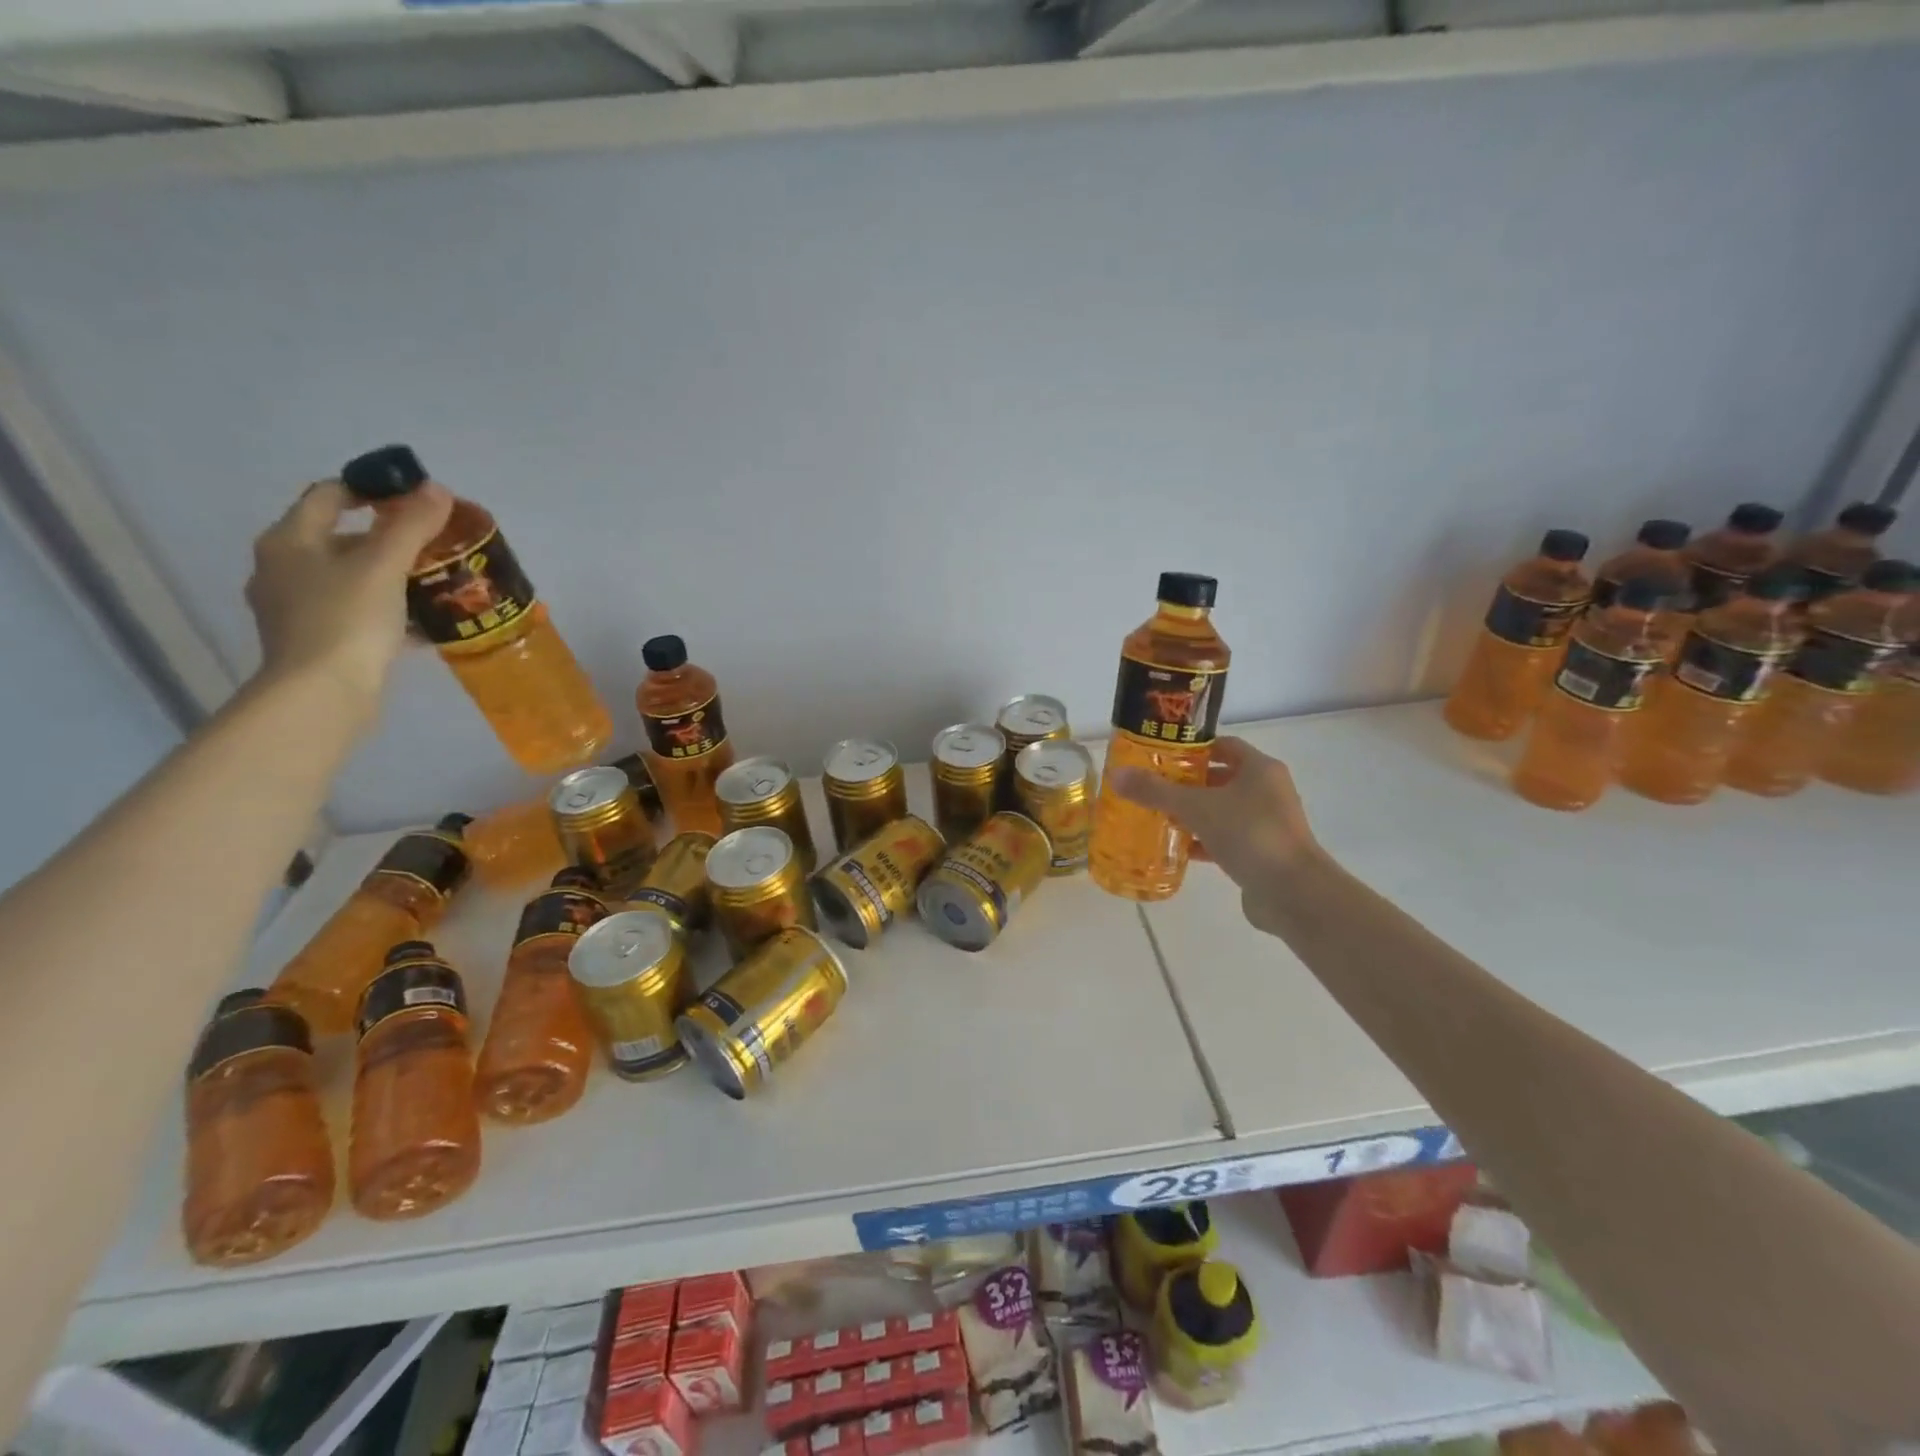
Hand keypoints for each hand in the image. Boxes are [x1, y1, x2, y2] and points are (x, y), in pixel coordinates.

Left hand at [245, 478, 452, 709]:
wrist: (322, 694)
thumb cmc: (346, 619)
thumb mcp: (385, 566)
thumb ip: (411, 525)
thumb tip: (437, 490)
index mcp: (289, 541)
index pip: (329, 496)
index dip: (372, 490)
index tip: (416, 500)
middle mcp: (283, 568)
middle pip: (341, 538)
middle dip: (389, 539)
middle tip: (435, 547)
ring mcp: (295, 607)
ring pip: (350, 578)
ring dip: (391, 577)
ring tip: (434, 584)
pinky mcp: (316, 640)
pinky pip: (356, 612)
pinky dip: (386, 610)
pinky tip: (420, 623)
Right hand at [1111, 737, 1323, 928]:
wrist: (1293, 893)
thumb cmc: (1249, 835)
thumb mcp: (1196, 808)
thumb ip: (1156, 791)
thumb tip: (1116, 775)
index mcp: (1260, 769)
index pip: (1223, 746)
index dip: (1193, 748)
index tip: (1161, 756)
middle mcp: (1268, 791)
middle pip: (1221, 778)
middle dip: (1187, 782)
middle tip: (1153, 786)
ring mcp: (1267, 824)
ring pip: (1223, 811)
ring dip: (1194, 814)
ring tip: (1157, 816)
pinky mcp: (1262, 853)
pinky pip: (1226, 839)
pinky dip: (1203, 841)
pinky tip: (1177, 848)